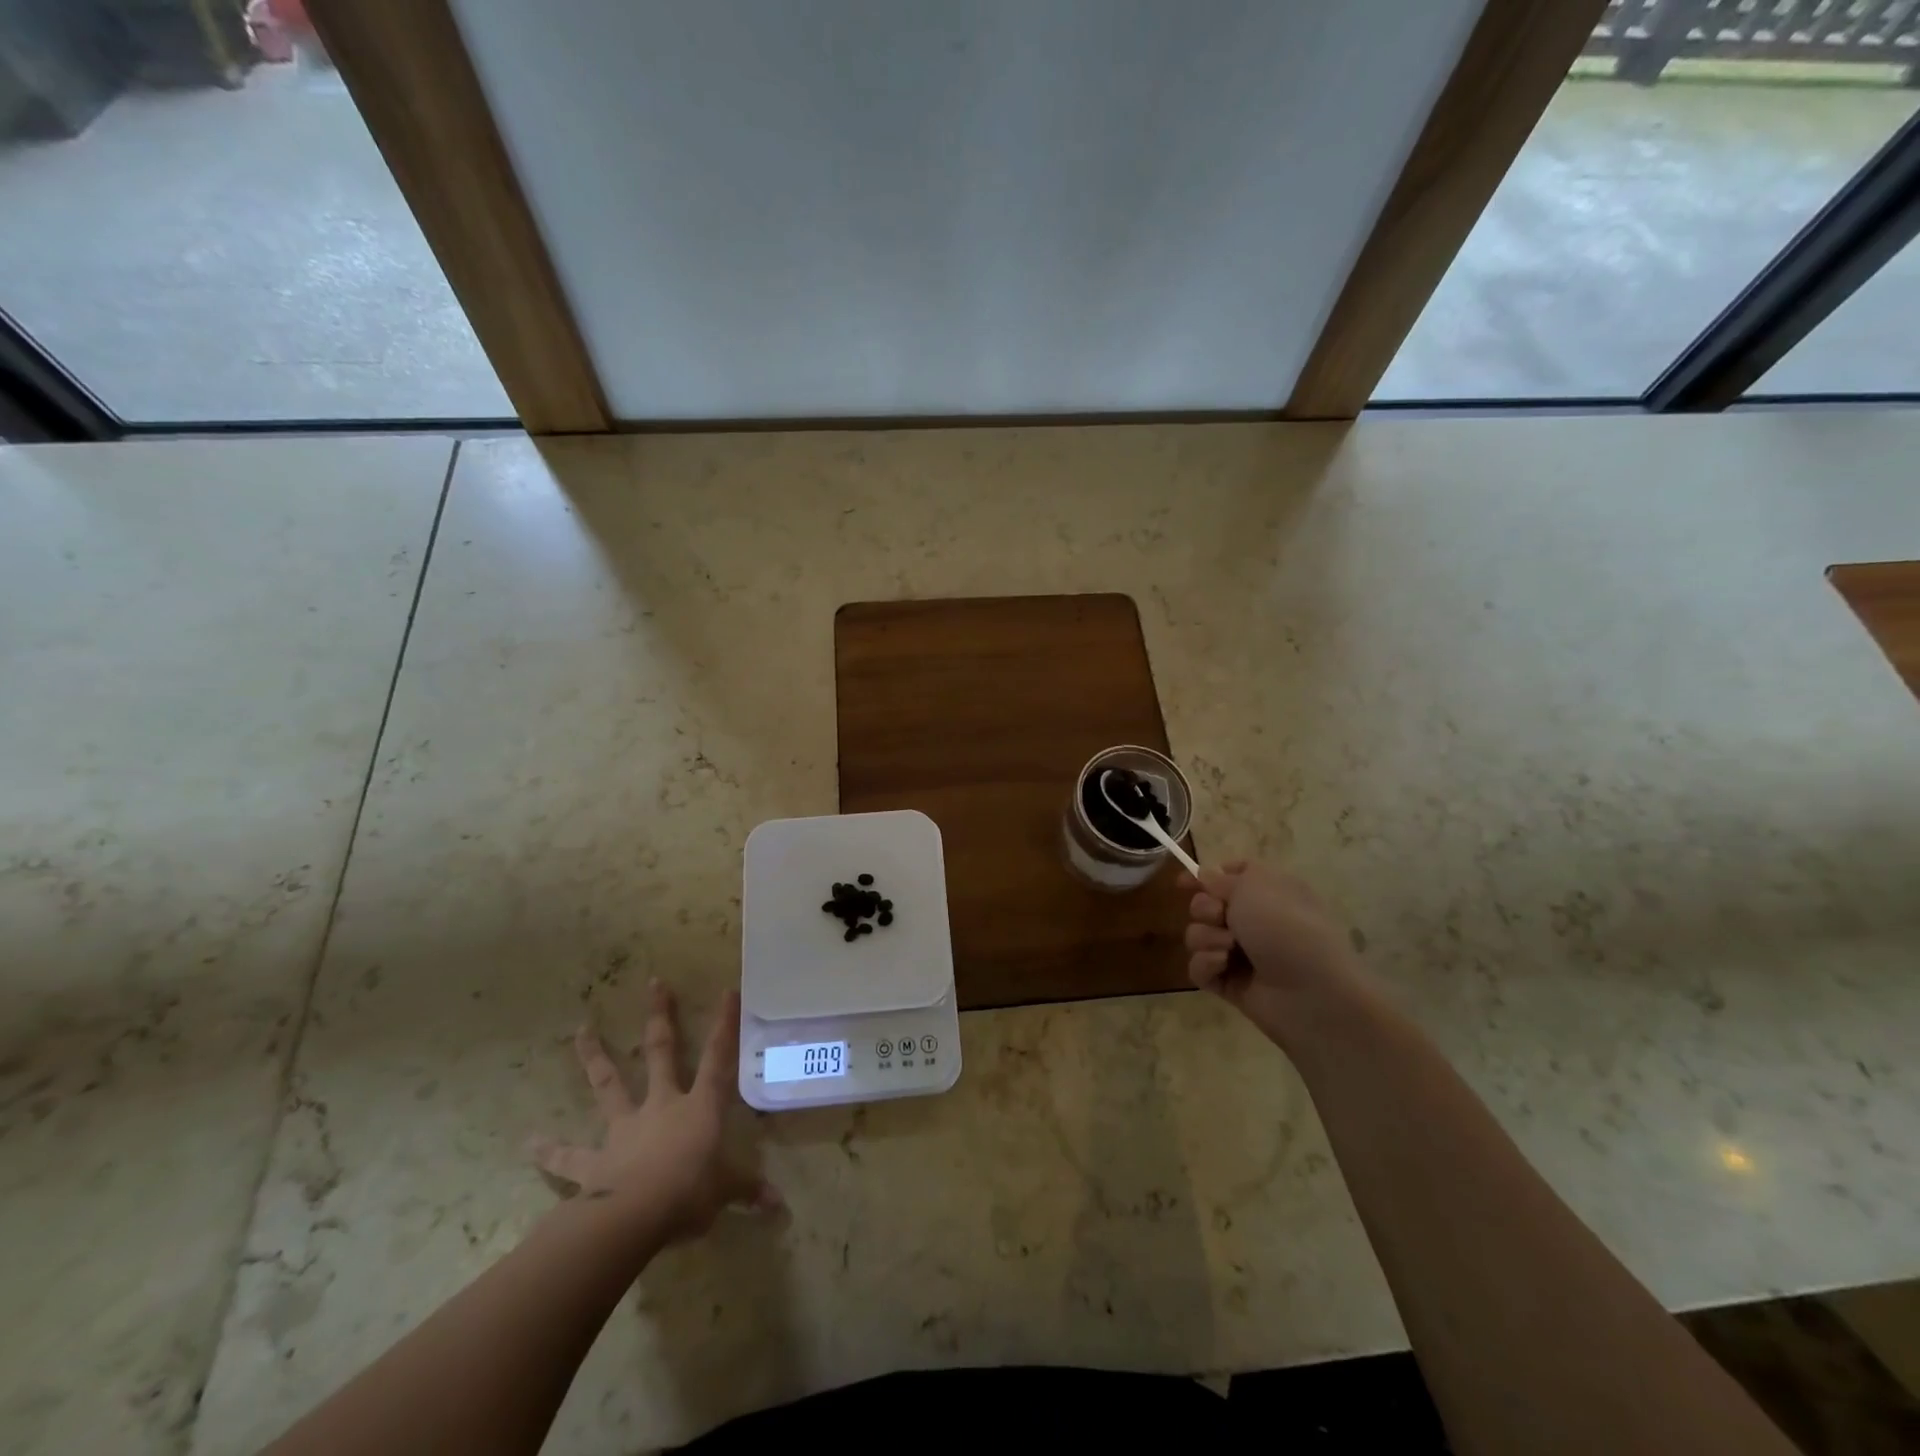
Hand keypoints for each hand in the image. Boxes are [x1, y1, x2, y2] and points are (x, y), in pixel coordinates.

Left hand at [528, 982, 778, 1240]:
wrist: (633, 1217)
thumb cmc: (689, 1193)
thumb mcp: (726, 1192)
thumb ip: (748, 1191)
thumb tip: (780, 1205)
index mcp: (699, 1107)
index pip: (718, 1058)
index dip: (725, 1025)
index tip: (728, 990)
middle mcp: (661, 1106)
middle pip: (661, 1051)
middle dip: (660, 1016)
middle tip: (654, 983)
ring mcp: (624, 1129)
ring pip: (609, 1084)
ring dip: (595, 1056)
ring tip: (582, 1029)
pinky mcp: (594, 1161)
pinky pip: (569, 1156)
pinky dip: (549, 1151)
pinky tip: (529, 1143)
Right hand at [1182, 861, 1369, 1041]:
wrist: (1313, 994)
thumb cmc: (1287, 928)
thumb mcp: (1253, 886)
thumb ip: (1220, 879)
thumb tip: (1203, 875)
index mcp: (1268, 892)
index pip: (1231, 876)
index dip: (1206, 877)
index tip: (1184, 882)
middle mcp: (1255, 921)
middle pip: (1205, 905)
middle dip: (1204, 909)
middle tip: (1220, 917)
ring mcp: (1242, 954)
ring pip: (1198, 936)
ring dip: (1206, 938)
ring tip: (1229, 950)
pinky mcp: (1230, 983)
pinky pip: (1199, 967)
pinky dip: (1206, 964)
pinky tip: (1222, 967)